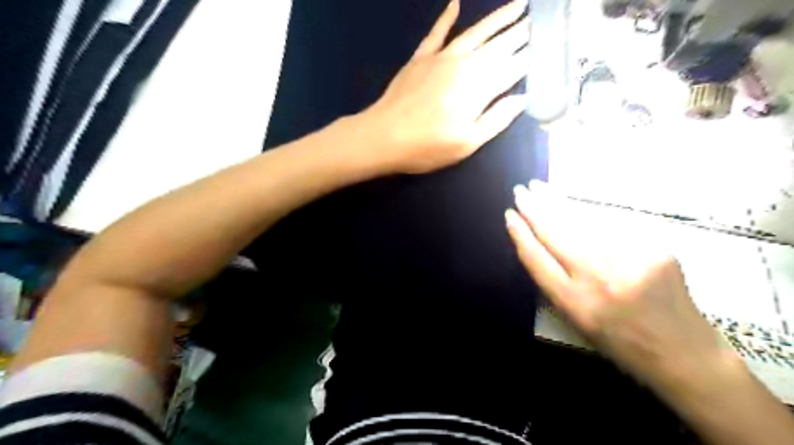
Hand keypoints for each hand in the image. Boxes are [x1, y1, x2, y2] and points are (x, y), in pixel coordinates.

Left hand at [357, 1, 528, 175]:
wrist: (383, 137)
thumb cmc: (426, 146)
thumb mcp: (466, 144)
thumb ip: (496, 119)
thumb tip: (522, 98)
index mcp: (478, 89)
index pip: (511, 68)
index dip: (529, 58)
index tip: (546, 46)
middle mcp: (463, 66)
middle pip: (498, 46)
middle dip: (521, 33)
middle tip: (539, 20)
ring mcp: (440, 58)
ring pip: (475, 32)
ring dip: (498, 18)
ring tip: (518, 5)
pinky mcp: (420, 58)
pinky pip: (436, 33)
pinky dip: (445, 18)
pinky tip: (455, 3)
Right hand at [505, 181, 733, 389]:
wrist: (682, 352)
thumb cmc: (618, 339)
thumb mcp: (574, 318)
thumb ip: (553, 282)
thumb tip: (536, 242)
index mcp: (573, 302)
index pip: (537, 258)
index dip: (520, 234)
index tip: (509, 215)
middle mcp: (598, 278)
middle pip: (556, 234)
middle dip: (534, 209)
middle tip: (520, 191)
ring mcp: (629, 260)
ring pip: (583, 221)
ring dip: (557, 201)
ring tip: (540, 187)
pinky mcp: (655, 248)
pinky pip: (613, 222)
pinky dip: (590, 210)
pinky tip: (575, 200)